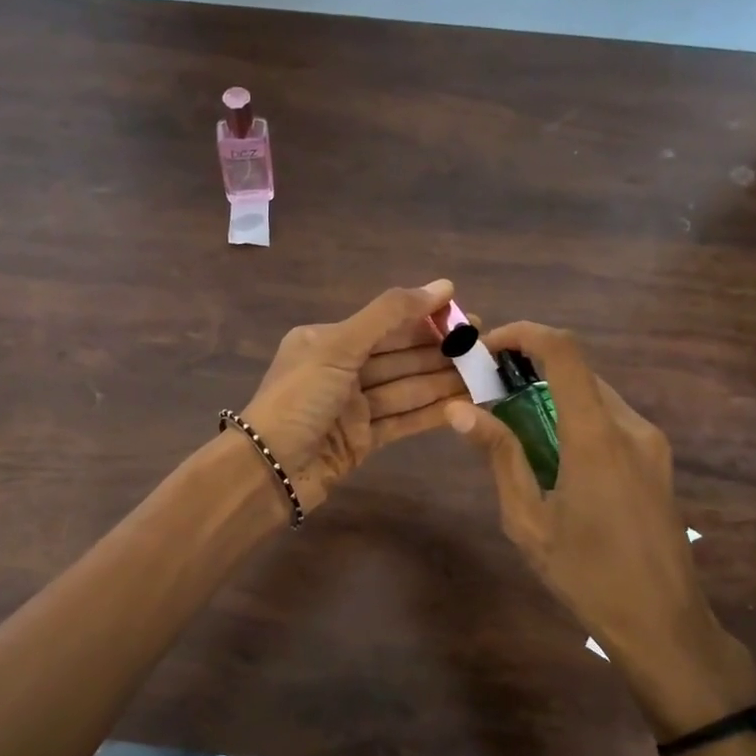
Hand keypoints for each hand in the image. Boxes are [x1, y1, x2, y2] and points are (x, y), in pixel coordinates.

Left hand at [241, 280, 464, 510]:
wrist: (269, 470)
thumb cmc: (299, 399)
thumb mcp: (338, 346)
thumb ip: (389, 315)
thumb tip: (442, 285)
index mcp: (328, 341)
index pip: (386, 325)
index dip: (427, 320)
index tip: (467, 317)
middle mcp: (340, 371)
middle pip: (400, 357)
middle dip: (441, 352)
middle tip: (486, 348)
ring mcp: (353, 408)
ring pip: (406, 389)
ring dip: (443, 382)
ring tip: (485, 375)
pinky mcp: (363, 441)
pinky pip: (403, 420)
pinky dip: (431, 413)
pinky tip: (464, 405)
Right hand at [444, 321, 755, 736]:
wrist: (664, 623)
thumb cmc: (587, 575)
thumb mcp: (528, 520)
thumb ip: (499, 457)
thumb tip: (459, 410)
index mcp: (596, 437)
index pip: (564, 352)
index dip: (523, 334)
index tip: (486, 347)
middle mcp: (631, 427)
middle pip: (577, 371)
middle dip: (529, 369)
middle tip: (486, 393)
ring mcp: (650, 443)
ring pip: (593, 394)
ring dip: (551, 395)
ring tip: (511, 426)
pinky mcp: (657, 460)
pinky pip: (609, 420)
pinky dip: (573, 417)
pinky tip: (550, 455)